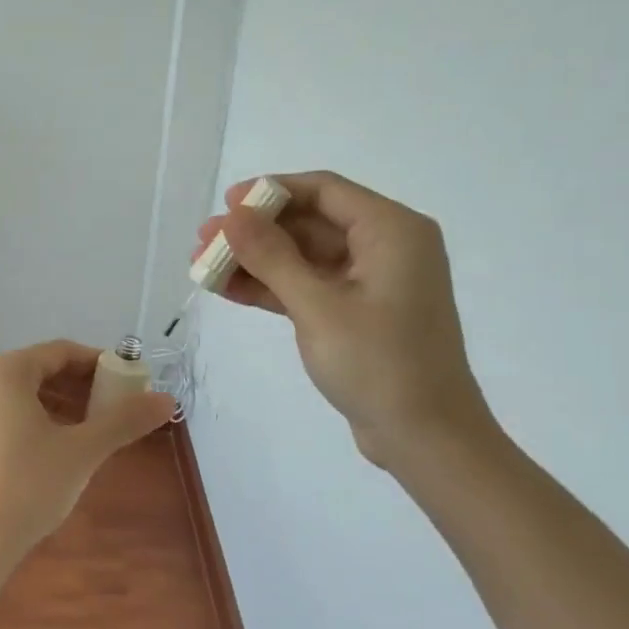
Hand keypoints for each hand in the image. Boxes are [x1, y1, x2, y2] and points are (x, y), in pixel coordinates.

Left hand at [0, 340, 174, 568]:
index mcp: (5, 371)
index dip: (99, 365)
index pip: (61, 352)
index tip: (128, 385)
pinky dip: (31, 422)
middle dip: (79, 387)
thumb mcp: (83, 450)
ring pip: (20, 395)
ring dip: (57, 406)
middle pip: (39, 371)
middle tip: (113, 410)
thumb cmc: (28, 486)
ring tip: (88, 432)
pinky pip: (1, 415)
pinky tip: (51, 451)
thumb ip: (125, 420)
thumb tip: (167, 400)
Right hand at [195, 172, 492, 466]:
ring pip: (303, 257)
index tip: (226, 204)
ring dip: (255, 261)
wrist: (425, 438)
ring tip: (203, 267)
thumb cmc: (379, 364)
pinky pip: (308, 286)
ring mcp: (370, 282)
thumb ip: (272, 257)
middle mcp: (385, 247)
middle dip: (254, 231)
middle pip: (309, 223)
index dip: (271, 191)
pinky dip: (271, 287)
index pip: (324, 191)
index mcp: (392, 231)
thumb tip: (232, 216)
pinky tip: (227, 290)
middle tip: (203, 241)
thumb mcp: (318, 307)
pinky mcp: (356, 313)